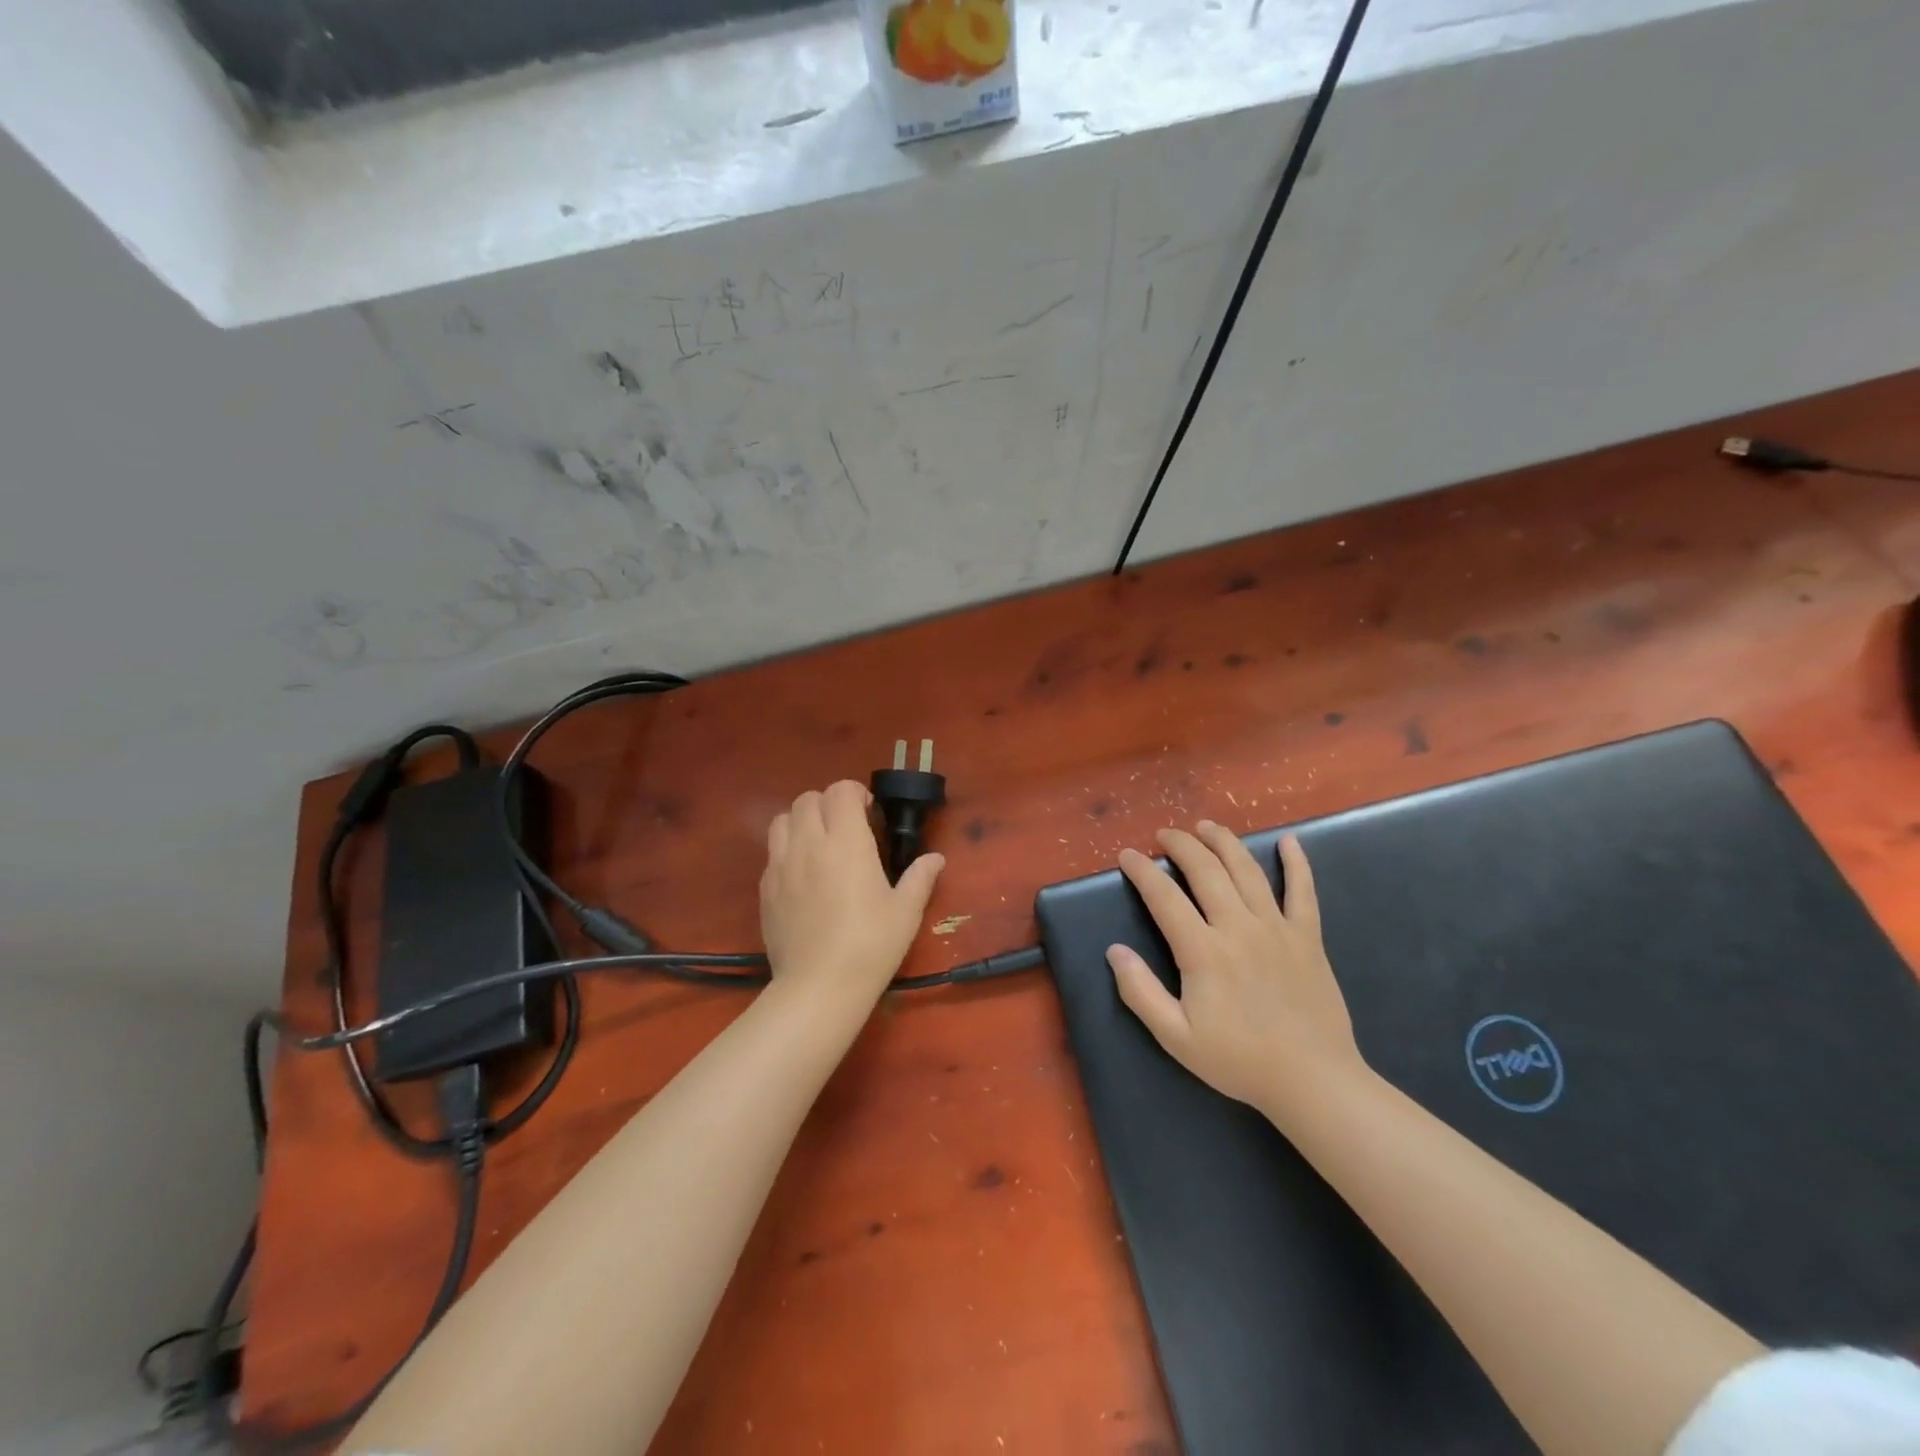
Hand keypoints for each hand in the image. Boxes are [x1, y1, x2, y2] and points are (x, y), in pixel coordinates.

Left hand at [760, 780, 944, 1019]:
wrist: (819, 986)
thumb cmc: (871, 945)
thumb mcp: (905, 912)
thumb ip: (920, 878)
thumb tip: (936, 859)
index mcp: (846, 841)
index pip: (840, 791)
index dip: (855, 793)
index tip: (869, 814)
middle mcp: (809, 843)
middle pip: (808, 798)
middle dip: (828, 804)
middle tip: (846, 828)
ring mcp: (781, 865)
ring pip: (782, 819)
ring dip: (802, 821)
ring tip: (819, 844)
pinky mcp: (765, 888)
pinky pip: (772, 852)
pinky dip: (787, 851)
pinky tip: (803, 877)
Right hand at [1107, 823, 1365, 1120]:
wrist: (1313, 1081)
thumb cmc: (1239, 1061)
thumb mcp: (1176, 1037)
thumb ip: (1141, 992)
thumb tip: (1114, 951)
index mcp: (1203, 951)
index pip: (1164, 897)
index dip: (1142, 871)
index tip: (1128, 855)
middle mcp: (1239, 927)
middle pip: (1206, 870)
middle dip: (1181, 845)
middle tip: (1165, 834)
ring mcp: (1277, 928)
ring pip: (1247, 870)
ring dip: (1224, 842)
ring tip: (1206, 826)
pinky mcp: (1308, 937)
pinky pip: (1303, 891)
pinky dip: (1297, 863)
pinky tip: (1289, 841)